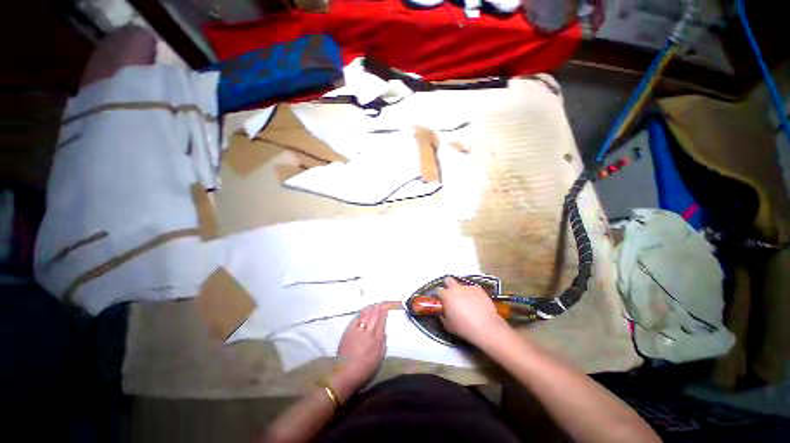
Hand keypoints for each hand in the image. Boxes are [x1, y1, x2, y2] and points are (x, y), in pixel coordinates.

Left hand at [332, 303, 388, 399]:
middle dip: (378, 307)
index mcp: (376, 338)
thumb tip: (384, 332)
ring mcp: (356, 330)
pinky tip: (362, 313)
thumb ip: (382, 343)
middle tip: (381, 303)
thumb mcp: (379, 358)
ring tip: (374, 306)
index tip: (386, 306)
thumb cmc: (365, 370)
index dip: (384, 311)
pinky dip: (361, 314)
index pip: (381, 319)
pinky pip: (356, 318)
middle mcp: (367, 331)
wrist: (345, 375)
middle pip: (374, 314)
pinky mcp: (347, 331)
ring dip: (370, 309)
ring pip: (365, 314)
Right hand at [437, 276, 508, 344]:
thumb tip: (442, 311)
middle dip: (448, 285)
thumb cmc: (464, 327)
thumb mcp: (447, 325)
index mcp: (447, 295)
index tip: (442, 301)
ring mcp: (468, 287)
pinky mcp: (479, 289)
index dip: (440, 296)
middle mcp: (456, 288)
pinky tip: (476, 304)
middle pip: (448, 280)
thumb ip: (442, 314)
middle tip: (451, 296)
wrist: (486, 327)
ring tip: (467, 303)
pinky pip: (472, 289)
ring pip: (461, 285)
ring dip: (461, 291)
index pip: (438, 290)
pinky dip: (472, 294)